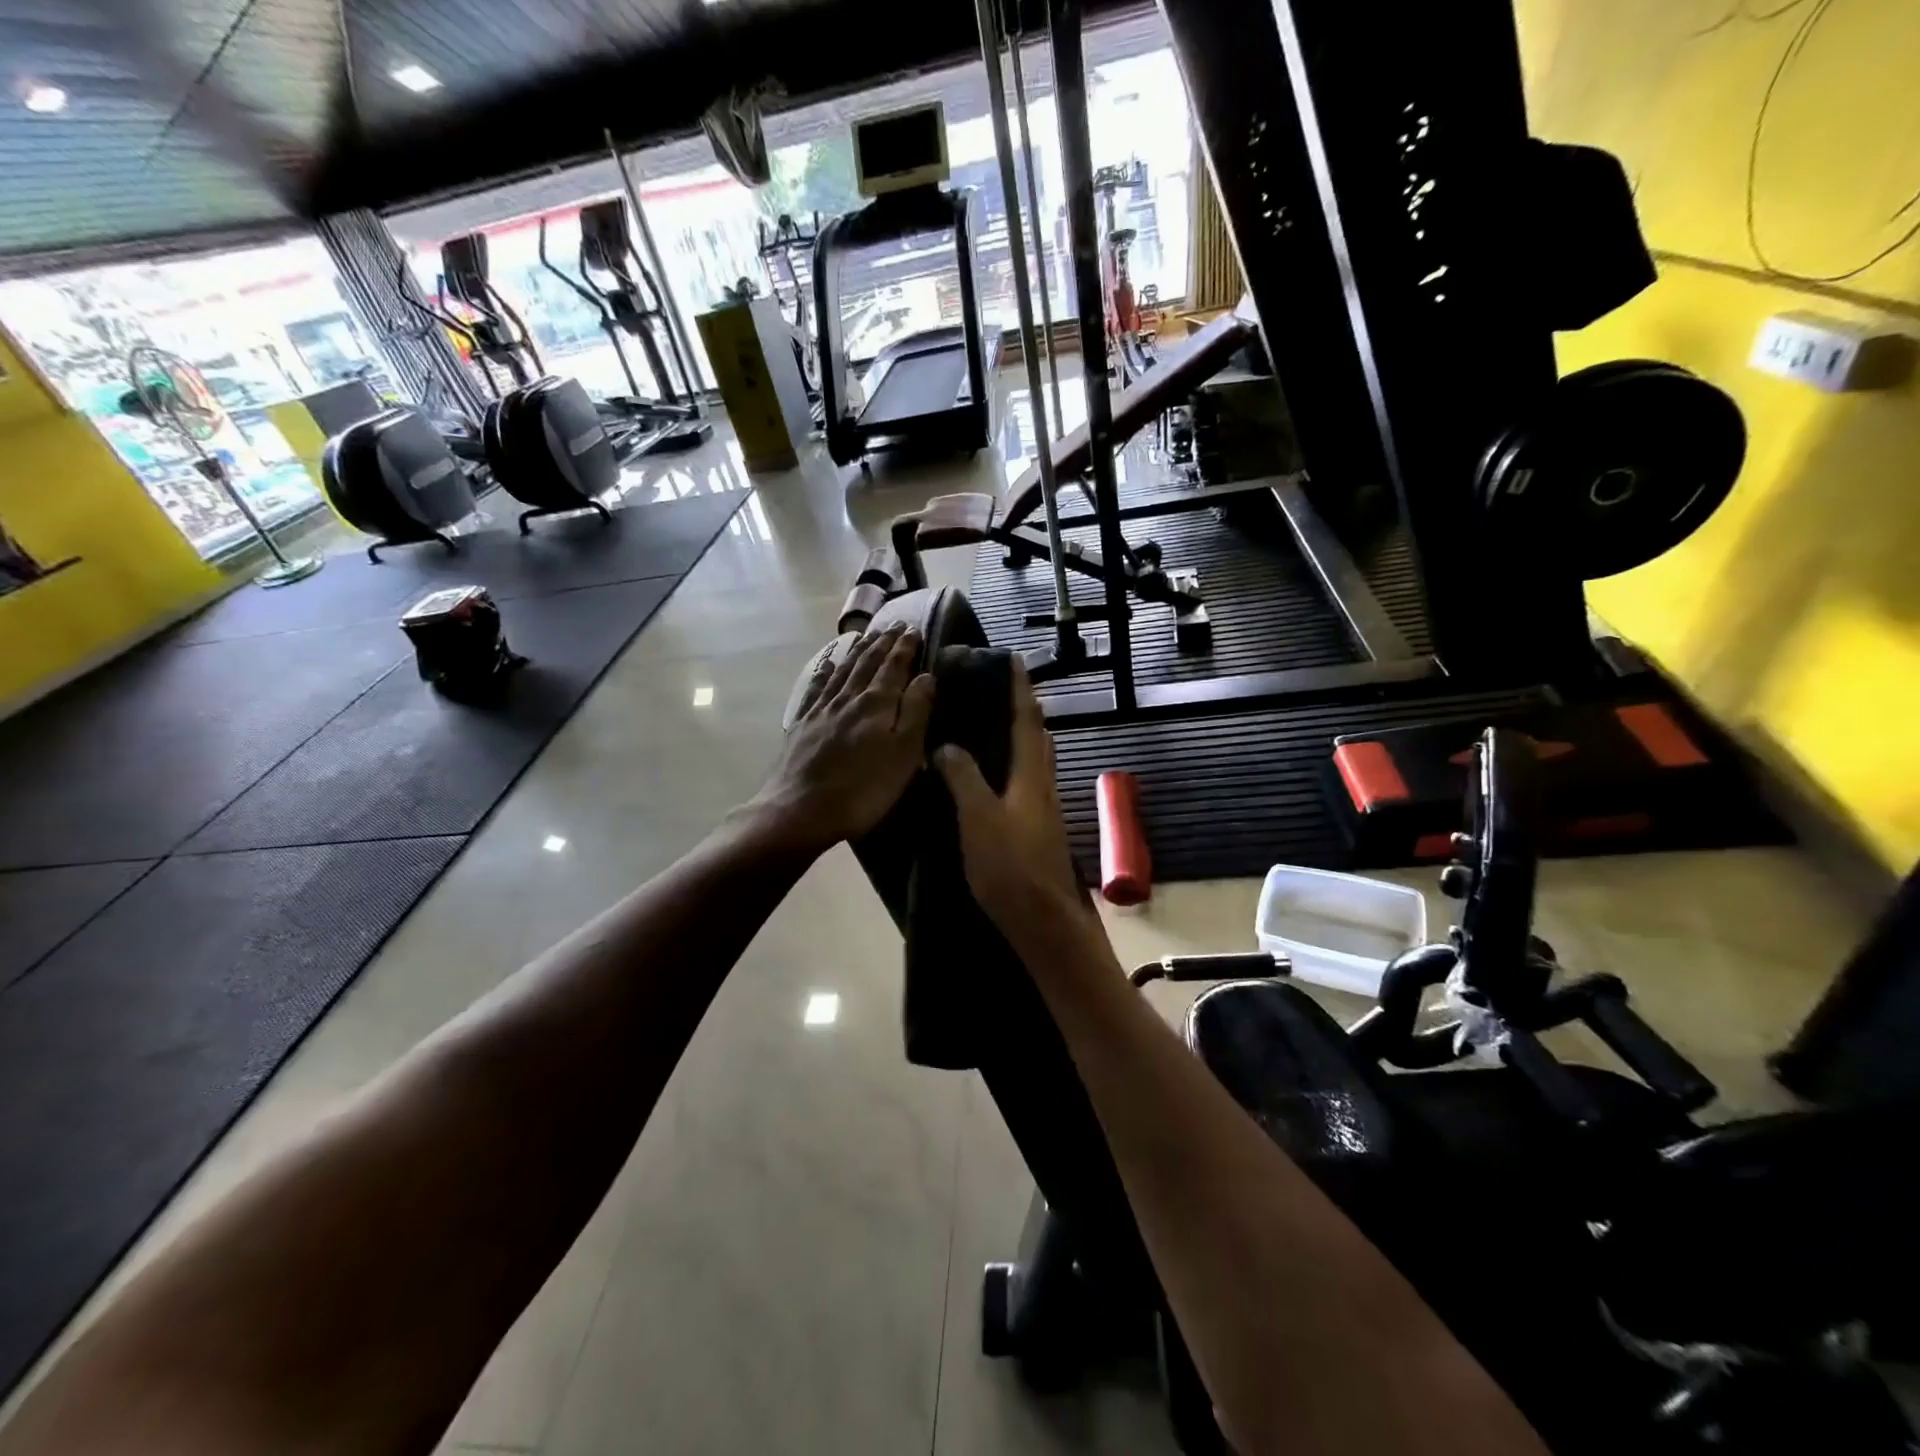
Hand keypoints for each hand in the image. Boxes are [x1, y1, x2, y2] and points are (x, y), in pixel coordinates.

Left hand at [751, 623, 934, 851]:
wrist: (800, 810)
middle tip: (895, 626)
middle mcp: (848, 697)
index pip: (894, 666)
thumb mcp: (903, 754)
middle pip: (868, 662)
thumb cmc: (863, 789)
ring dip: (858, 651)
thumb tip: (926, 675)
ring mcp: (821, 709)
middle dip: (883, 643)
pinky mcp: (802, 724)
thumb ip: (916, 712)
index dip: (905, 647)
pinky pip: (816, 688)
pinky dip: (825, 672)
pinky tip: (827, 665)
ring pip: (843, 670)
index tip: (914, 630)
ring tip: (868, 636)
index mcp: (877, 703)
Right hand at [933, 658, 1092, 945]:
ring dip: (1020, 736)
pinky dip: (1011, 765)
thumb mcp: (979, 818)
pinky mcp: (1037, 829)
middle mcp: (1042, 785)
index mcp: (1031, 775)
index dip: (1020, 688)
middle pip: (1037, 737)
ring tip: (992, 725)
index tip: (1012, 658)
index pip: (1026, 720)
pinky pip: (1025, 782)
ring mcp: (1043, 809)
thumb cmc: (1011, 866)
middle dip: (1023, 709)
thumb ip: (964, 778)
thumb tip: (947, 746)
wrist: (1043, 922)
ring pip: (1033, 761)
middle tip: (998, 690)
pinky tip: (992, 777)